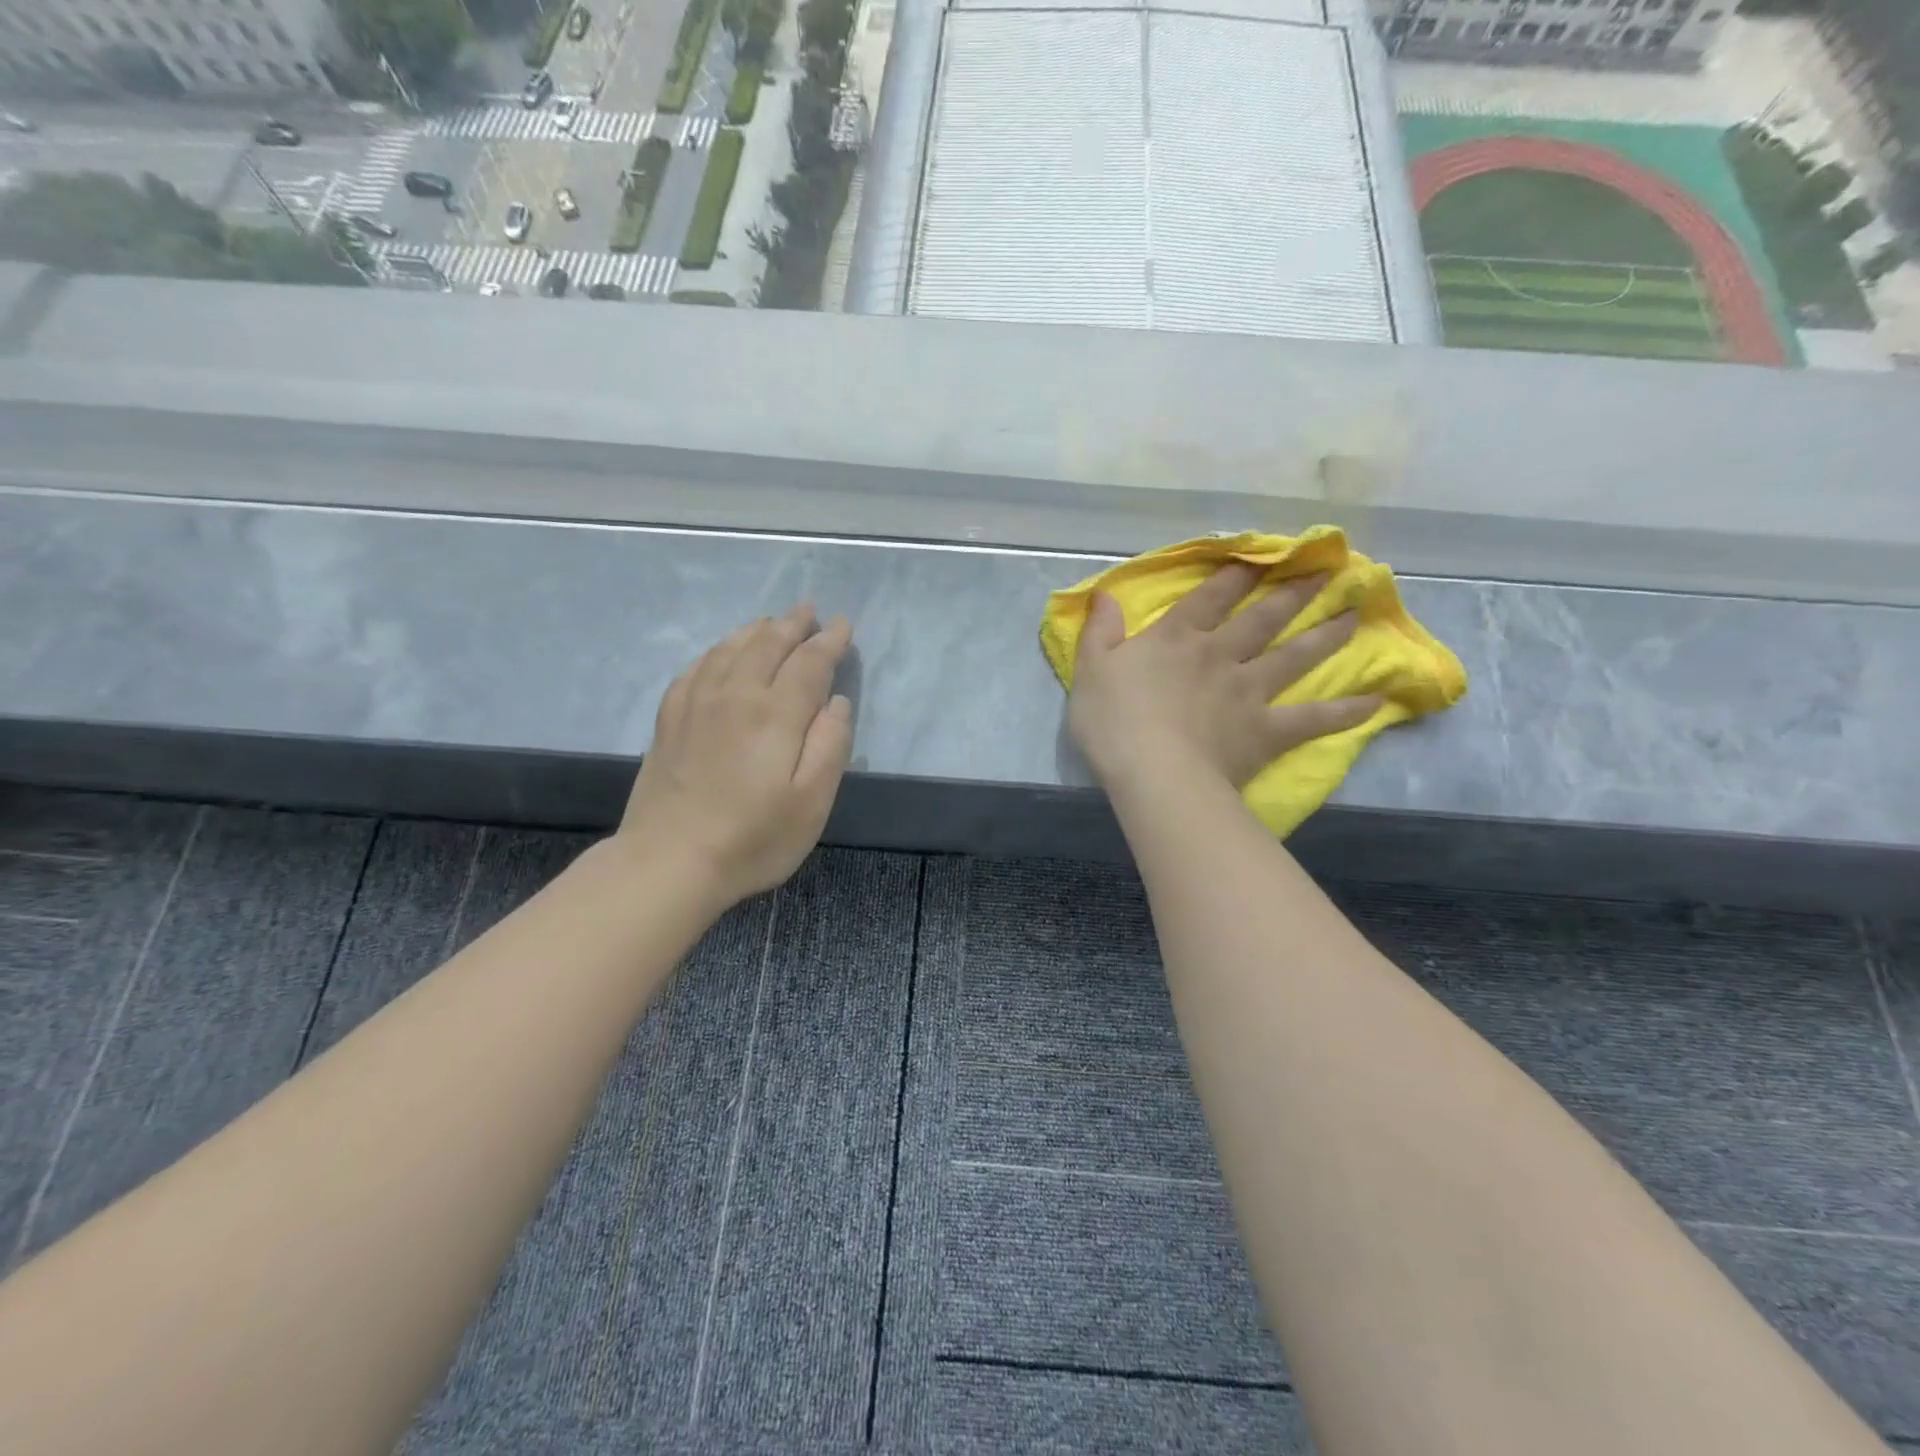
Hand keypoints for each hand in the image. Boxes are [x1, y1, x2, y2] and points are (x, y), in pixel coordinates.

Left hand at [620, 606, 853, 905]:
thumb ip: (830, 746)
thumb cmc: (752, 838)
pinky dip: (717, 650)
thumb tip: (836, 702)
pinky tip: (721, 653)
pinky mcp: (670, 719)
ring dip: (756, 631)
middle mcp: (735, 695)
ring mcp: (696, 703)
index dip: (828, 641)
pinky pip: (696, 667)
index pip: (809, 662)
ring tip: (771, 622)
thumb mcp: (812, 802)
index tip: (842, 626)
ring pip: (730, 649)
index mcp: (776, 714)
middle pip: (767, 644)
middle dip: (793, 624)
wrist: (669, 861)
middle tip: (809, 610)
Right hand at [1067, 564, 1379, 791]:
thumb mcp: (1091, 670)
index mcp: (1176, 639)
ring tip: (1354, 615)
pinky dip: (1344, 712)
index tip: (1264, 553)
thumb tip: (1104, 595)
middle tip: (1330, 571)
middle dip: (1294, 592)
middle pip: (1263, 618)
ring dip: (1325, 635)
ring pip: (1293, 657)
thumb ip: (1100, 632)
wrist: (1153, 773)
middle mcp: (1219, 655)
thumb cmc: (1113, 722)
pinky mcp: (1266, 731)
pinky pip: (1312, 719)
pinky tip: (1375, 702)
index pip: (1211, 596)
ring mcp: (1248, 692)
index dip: (1236, 573)